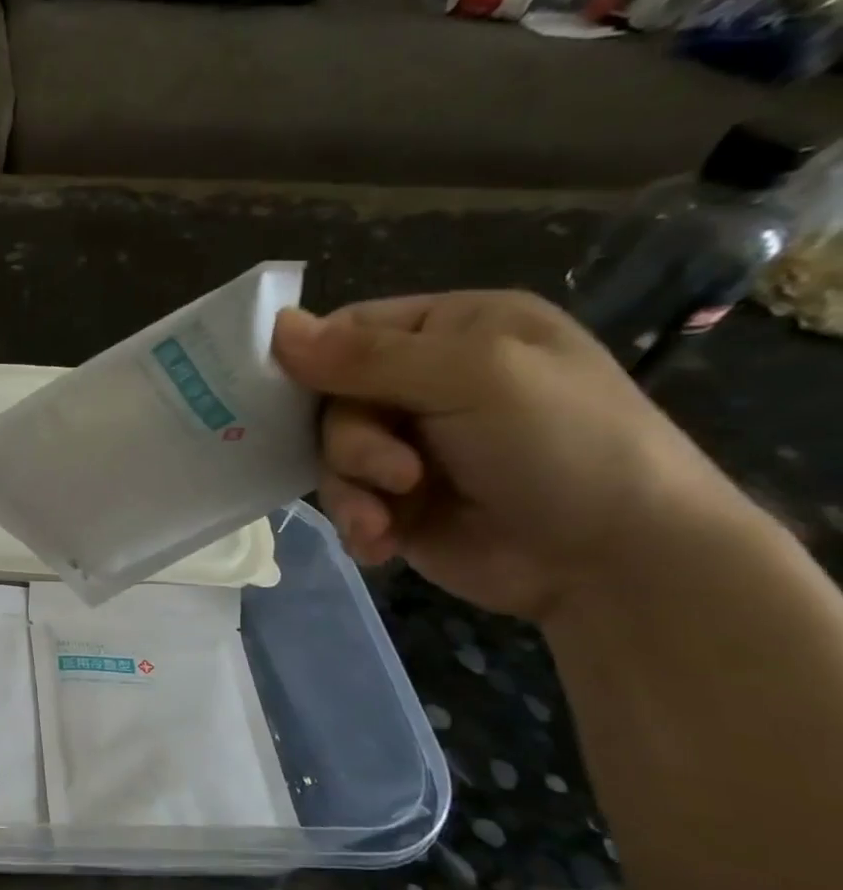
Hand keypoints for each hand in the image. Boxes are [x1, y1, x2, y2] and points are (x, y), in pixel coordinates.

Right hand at [271, 290, 747, 621]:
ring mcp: (408, 445)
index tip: (291, 395)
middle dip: (351, 443)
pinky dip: (356, 521)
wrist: (615, 562)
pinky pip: (342, 499)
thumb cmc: (562, 444)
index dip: (313, 361)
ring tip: (386, 519)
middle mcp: (424, 383)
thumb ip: (368, 355)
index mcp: (452, 331)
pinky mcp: (396, 501)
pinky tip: (381, 542)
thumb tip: (274, 327)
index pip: (348, 330)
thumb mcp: (471, 378)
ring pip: (329, 454)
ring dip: (351, 489)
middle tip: (395, 473)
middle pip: (330, 399)